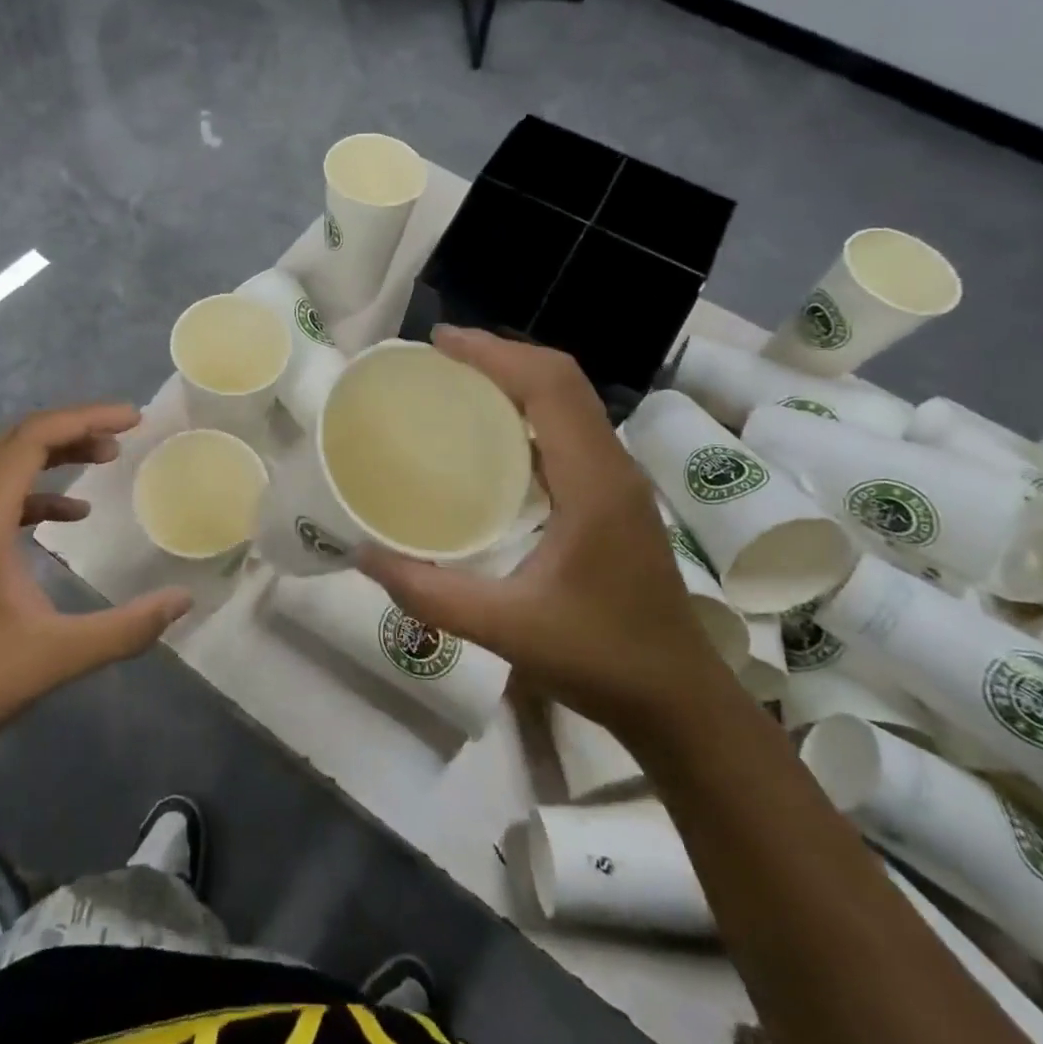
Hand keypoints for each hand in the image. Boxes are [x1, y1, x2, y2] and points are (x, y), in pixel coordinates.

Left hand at [0, 404, 191, 756]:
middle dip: (75, 428)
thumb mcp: (57, 654)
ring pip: (9, 469)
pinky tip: (71, 517)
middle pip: (20, 442)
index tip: (134, 420)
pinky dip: (40, 495)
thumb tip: (183, 600)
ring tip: (106, 459)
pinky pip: (1, 502)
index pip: (34, 438)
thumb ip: (125, 628)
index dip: (86, 418)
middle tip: (125, 434)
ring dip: (57, 457)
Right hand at [358, 328, 727, 731]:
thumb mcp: (507, 630)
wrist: (679, 700)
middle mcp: (611, 466)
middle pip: (562, 378)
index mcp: (593, 483)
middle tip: (439, 356)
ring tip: (458, 379)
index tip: (439, 343)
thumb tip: (362, 555)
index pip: (549, 386)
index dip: (495, 354)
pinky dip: (528, 406)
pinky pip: (569, 426)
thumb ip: (431, 593)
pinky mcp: (613, 494)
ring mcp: (617, 479)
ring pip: (569, 398)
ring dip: (517, 376)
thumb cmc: (601, 659)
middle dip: (501, 354)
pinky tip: (490, 431)